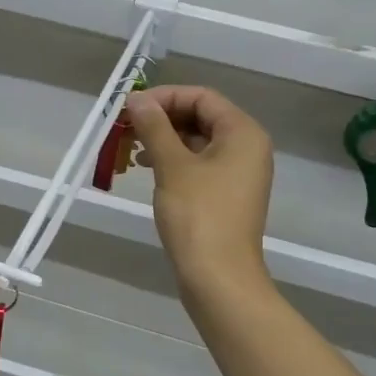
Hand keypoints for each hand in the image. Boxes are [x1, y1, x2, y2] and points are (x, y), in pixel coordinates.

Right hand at [126, 86, 273, 289]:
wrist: (219, 278)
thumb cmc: (198, 216)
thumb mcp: (172, 166)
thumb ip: (154, 127)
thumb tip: (138, 98)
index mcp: (243, 133)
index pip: (202, 97)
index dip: (164, 97)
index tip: (130, 108)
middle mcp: (247, 147)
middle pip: (202, 117)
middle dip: (162, 119)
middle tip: (127, 128)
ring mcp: (240, 174)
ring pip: (199, 142)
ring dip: (165, 140)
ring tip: (133, 150)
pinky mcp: (228, 196)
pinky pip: (200, 165)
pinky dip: (175, 162)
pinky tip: (149, 170)